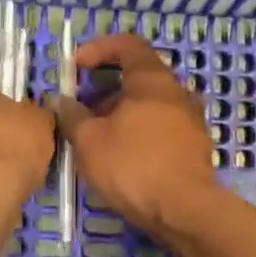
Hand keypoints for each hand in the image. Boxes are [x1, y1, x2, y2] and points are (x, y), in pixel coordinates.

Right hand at [52, 33, 218, 237]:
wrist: (185, 212)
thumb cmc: (133, 166)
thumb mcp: (89, 141)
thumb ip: (72, 115)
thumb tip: (60, 101)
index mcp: (153, 80)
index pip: (127, 45)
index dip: (98, 49)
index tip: (76, 68)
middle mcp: (177, 92)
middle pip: (139, 76)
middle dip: (106, 88)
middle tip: (83, 108)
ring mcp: (191, 120)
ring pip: (150, 104)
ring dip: (121, 112)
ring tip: (98, 136)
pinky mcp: (194, 147)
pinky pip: (161, 126)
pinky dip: (139, 130)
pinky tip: (122, 156)